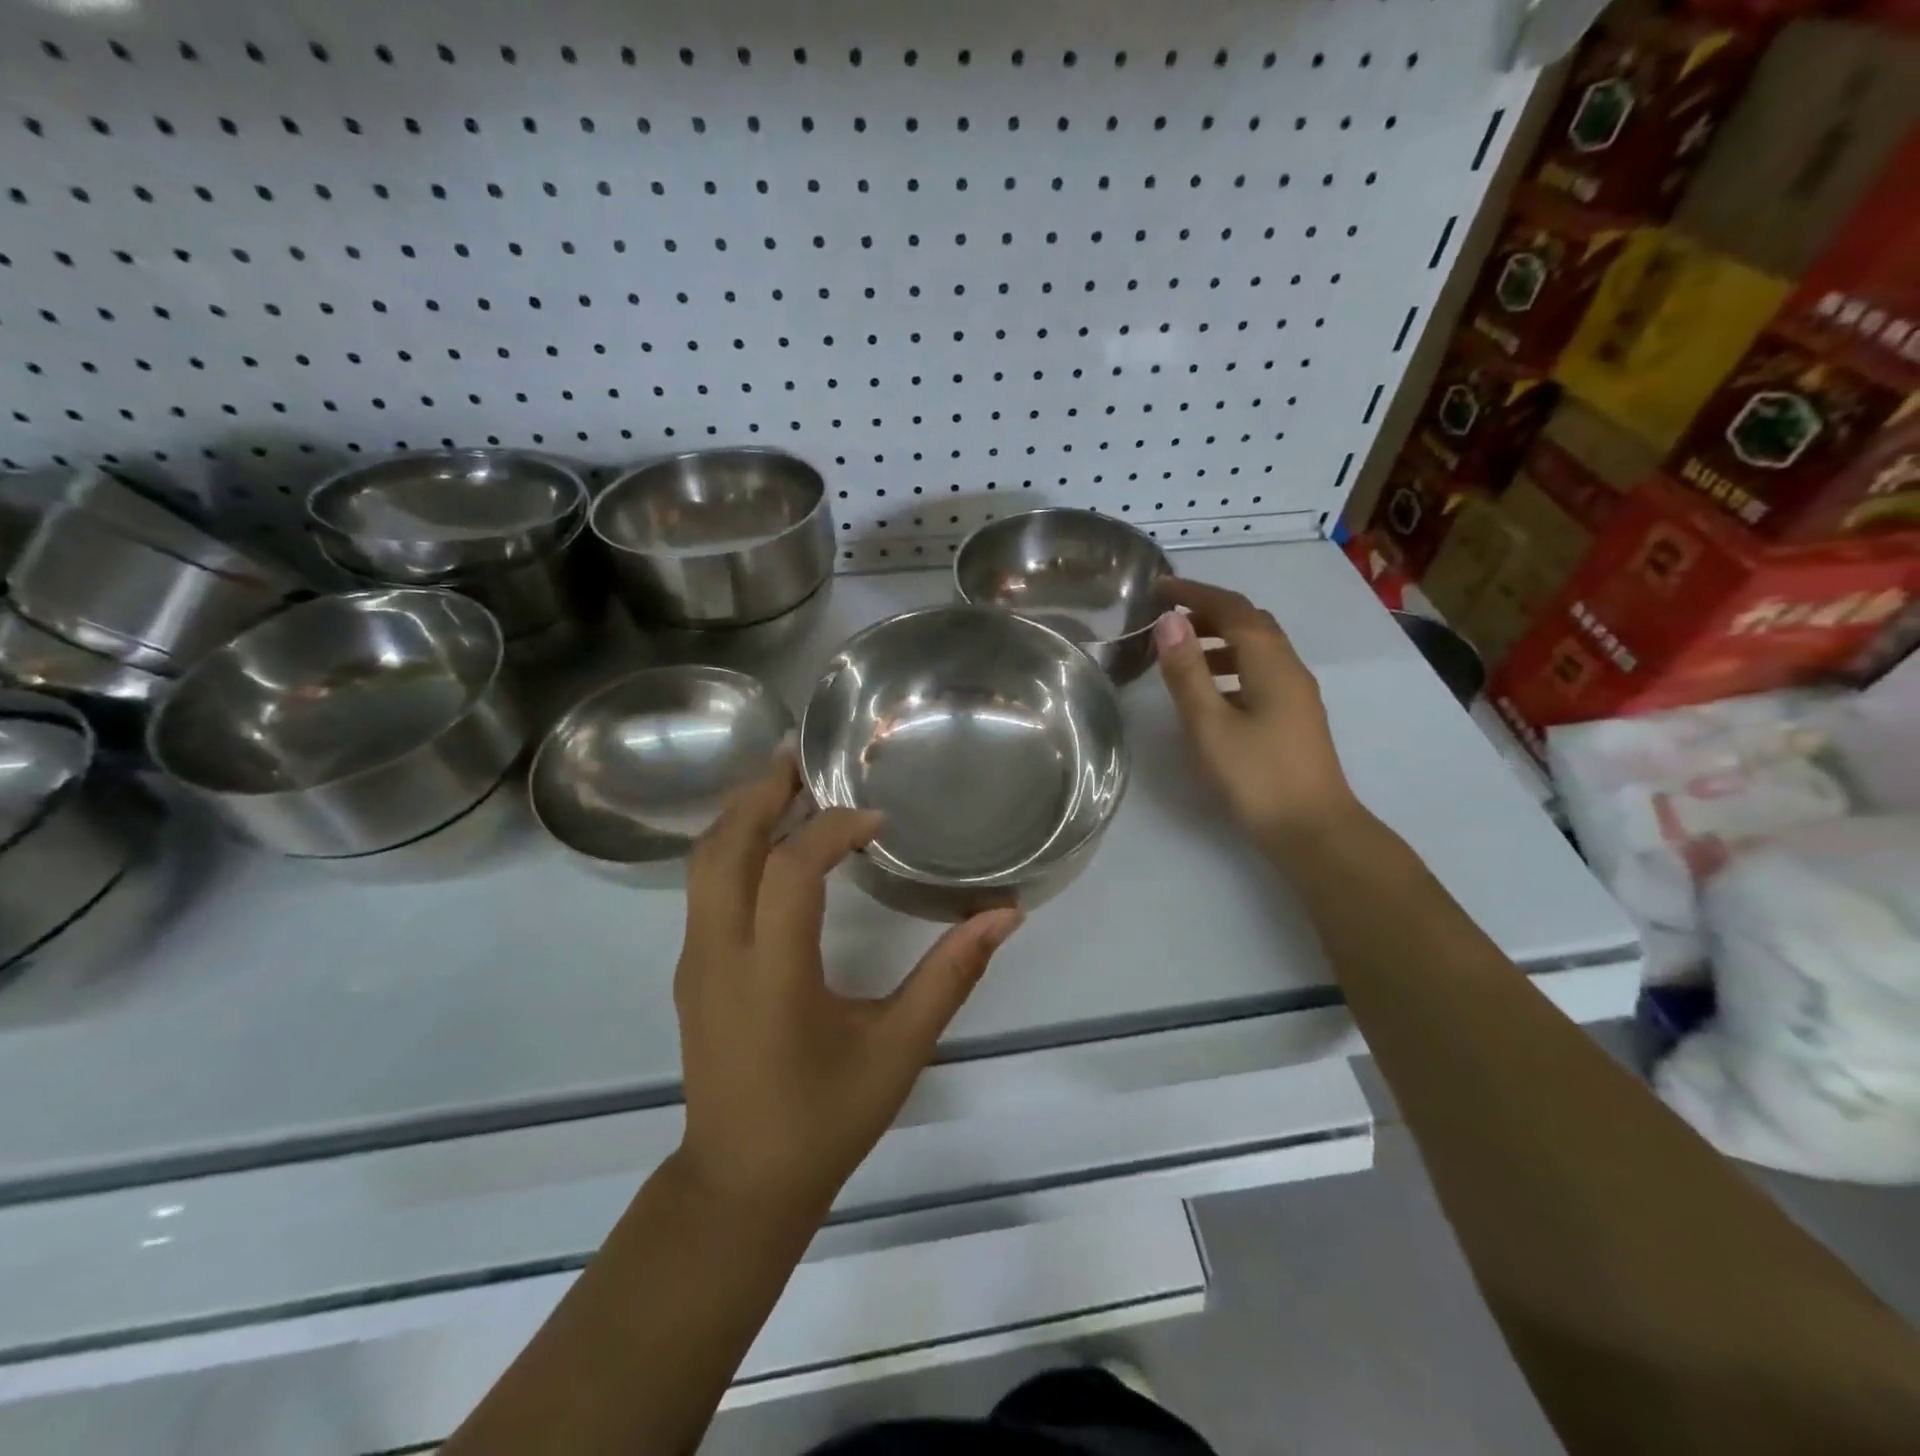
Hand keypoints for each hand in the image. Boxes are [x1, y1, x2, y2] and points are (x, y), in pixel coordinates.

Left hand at [673, 755, 1023, 1216]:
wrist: (740, 1183)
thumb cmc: (824, 1118)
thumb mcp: (900, 1047)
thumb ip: (952, 975)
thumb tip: (1004, 915)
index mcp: (772, 973)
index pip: (791, 870)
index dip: (833, 829)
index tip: (877, 819)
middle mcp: (720, 953)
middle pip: (726, 845)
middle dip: (764, 790)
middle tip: (805, 754)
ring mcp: (694, 959)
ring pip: (704, 860)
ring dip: (743, 811)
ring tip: (788, 781)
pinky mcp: (691, 967)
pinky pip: (702, 885)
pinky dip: (734, 843)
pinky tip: (772, 840)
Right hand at [1153, 578, 1360, 849]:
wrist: (1312, 828)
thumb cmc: (1256, 776)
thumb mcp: (1209, 724)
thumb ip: (1187, 672)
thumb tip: (1169, 621)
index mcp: (1270, 662)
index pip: (1232, 608)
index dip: (1194, 593)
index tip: (1158, 587)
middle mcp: (1288, 667)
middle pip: (1250, 622)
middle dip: (1208, 612)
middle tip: (1167, 619)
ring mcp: (1296, 692)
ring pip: (1257, 647)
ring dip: (1219, 639)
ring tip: (1182, 653)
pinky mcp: (1295, 716)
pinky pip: (1261, 671)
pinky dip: (1231, 664)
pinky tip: (1212, 691)